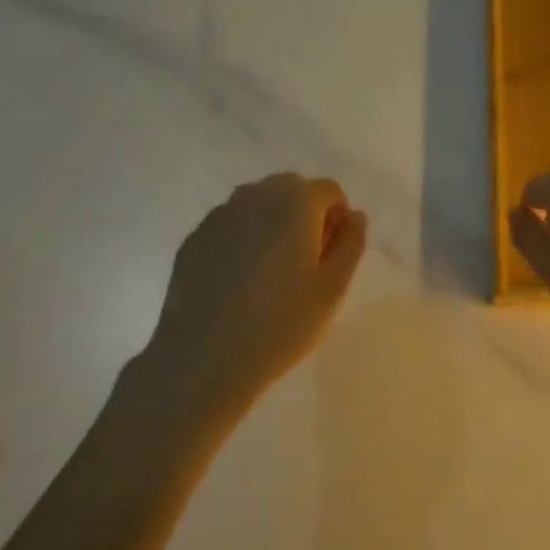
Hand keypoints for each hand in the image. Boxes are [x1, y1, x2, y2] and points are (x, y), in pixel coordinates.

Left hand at [146, 173, 367, 416]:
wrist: (203, 359)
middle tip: (305, 266)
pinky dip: (242, 242)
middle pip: (292, 191)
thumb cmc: (280, 323)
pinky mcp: (194, 238)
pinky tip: (237, 285)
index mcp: (295, 201)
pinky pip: (231, 227)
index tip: (331, 257)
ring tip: (270, 276)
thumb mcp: (333, 288)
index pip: (329, 191)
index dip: (338, 219)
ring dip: (272, 226)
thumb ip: (351, 244)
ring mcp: (219, 215)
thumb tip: (355, 217)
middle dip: (305, 218)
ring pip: (258, 206)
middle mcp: (255, 195)